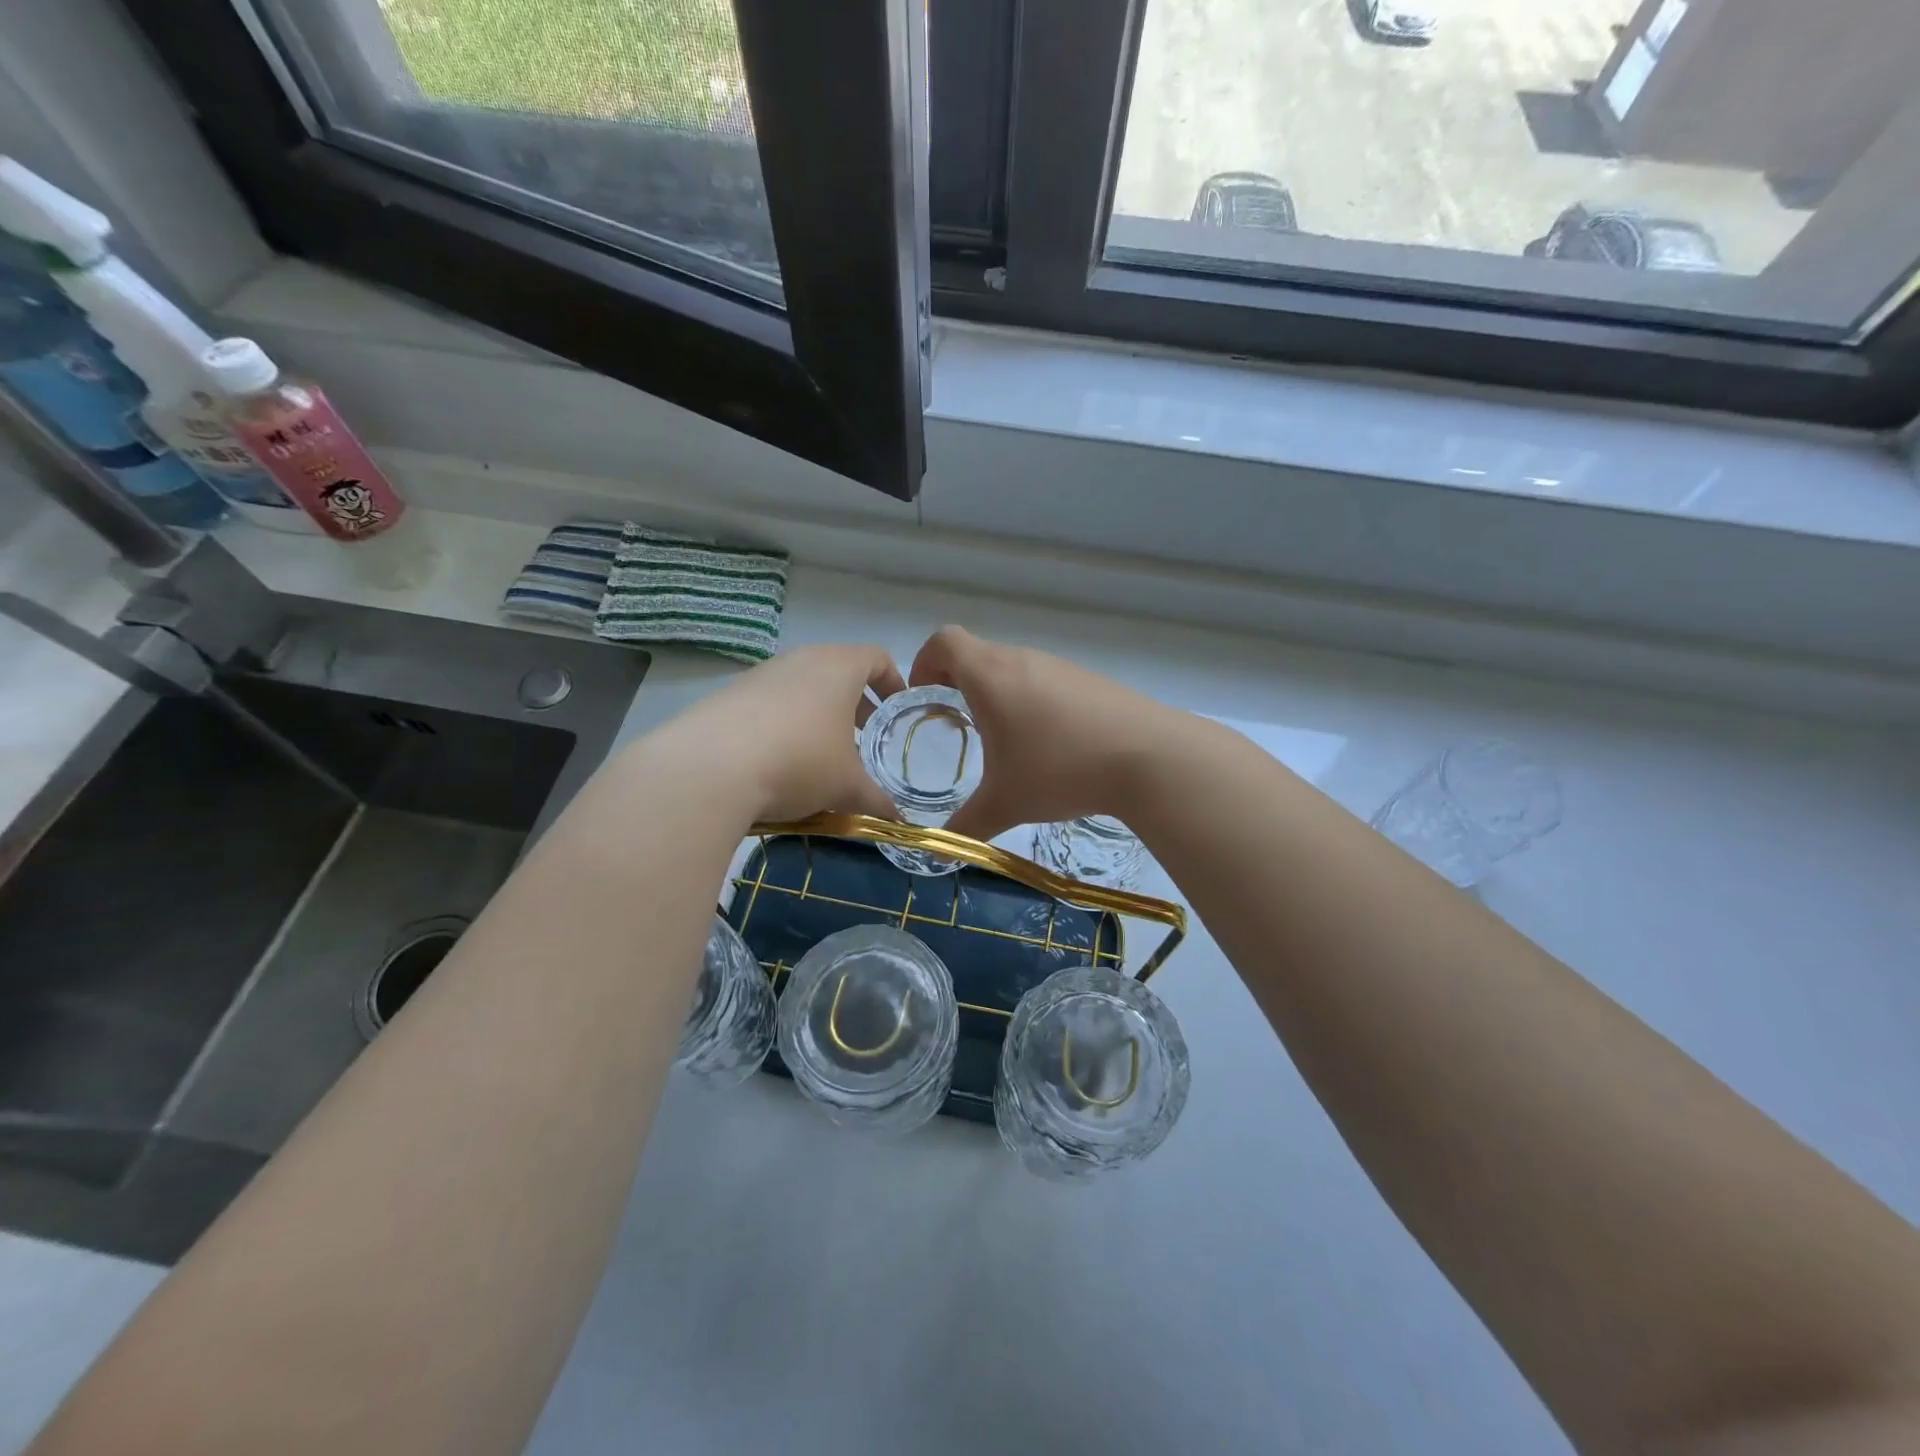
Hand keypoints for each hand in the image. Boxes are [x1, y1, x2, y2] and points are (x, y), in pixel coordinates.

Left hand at [661, 645, 904, 822]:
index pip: (876, 658)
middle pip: (837, 671)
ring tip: (820, 754)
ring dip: (817, 714)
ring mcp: (761, 674)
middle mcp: (801, 660)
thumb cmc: (800, 763)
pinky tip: (778, 761)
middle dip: (854, 703)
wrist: (709, 768)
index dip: (892, 681)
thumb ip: (876, 800)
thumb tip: (897, 821)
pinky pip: (769, 703)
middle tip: (863, 737)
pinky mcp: (729, 694)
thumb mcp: (846, 788)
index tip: (897, 710)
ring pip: (801, 686)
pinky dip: (783, 723)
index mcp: (838, 668)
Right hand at [908, 626, 1179, 840]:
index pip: (944, 640)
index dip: (924, 663)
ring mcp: (1059, 666)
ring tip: (1003, 741)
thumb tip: (943, 849)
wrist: (1150, 757)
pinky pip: (1044, 680)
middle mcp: (1022, 659)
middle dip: (956, 684)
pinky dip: (1031, 701)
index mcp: (990, 676)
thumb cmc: (1061, 770)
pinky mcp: (1089, 680)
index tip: (925, 700)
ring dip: (996, 694)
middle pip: (976, 654)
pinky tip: (1049, 744)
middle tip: (956, 727)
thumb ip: (967, 825)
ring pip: (1012, 667)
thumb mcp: (1006, 804)